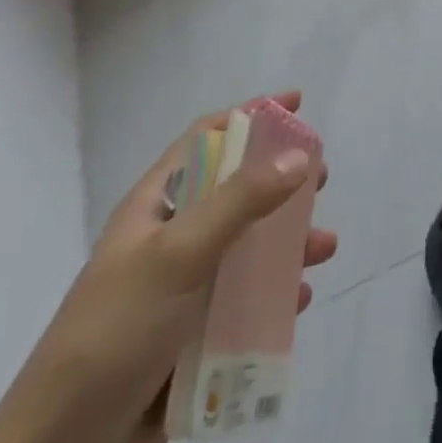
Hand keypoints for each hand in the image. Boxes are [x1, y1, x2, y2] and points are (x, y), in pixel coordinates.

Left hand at [0, 93, 336, 442]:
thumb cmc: (116, 330)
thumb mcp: (179, 253)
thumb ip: (241, 200)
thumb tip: (302, 155)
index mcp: (156, 206)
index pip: (208, 138)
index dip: (251, 115)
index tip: (297, 104)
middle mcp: (172, 239)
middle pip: (237, 192)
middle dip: (282, 183)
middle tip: (321, 180)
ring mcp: (182, 290)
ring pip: (248, 250)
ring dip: (288, 245)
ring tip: (325, 248)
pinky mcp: (192, 338)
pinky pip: (245, 304)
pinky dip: (275, 297)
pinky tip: (298, 300)